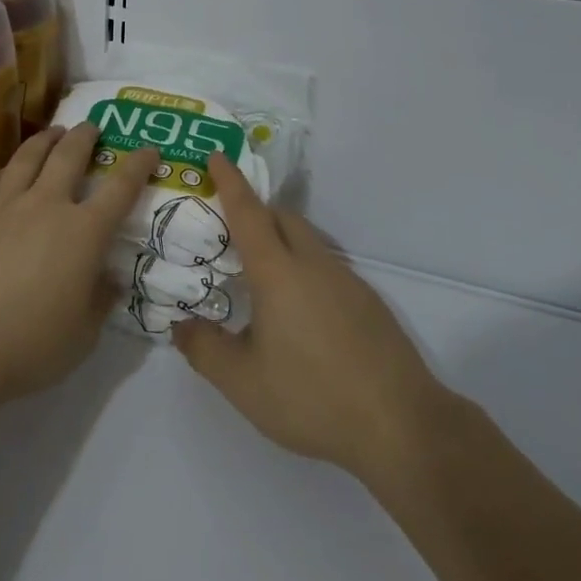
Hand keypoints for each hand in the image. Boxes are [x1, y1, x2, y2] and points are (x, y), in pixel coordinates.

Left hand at [0, 123, 158, 408]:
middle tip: (92, 126)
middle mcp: (45, 206)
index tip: (149, 150)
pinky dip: (8, 168)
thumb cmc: (28, 345)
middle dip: (85, 136)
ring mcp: (3, 206)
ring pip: (28, 157)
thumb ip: (99, 301)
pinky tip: (8, 170)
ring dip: (46, 139)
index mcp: (83, 232)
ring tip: (53, 132)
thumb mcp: (82, 335)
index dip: (138, 165)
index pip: (120, 188)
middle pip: (69, 155)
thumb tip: (108, 280)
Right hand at [172, 154, 454, 485]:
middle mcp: (314, 264)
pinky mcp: (368, 302)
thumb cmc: (312, 397)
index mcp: (279, 272)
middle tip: (227, 231)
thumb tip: (180, 325)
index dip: (230, 182)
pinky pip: (326, 266)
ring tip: (258, 276)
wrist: (401, 425)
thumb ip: (204, 350)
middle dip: (255, 211)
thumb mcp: (242, 383)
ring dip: (281, 240)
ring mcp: (347, 281)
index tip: (217, 155)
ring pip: (307, 241)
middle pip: (283, 217)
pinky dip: (303, 267)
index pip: (249, 212)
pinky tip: (298, 313)